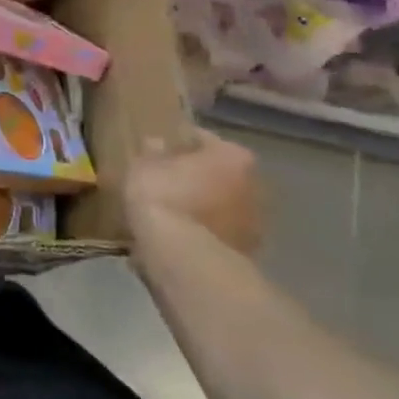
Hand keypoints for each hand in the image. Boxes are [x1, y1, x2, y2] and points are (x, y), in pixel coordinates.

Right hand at [123, 130, 263, 257]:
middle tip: (165, 183)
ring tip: (170, 215)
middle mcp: (254, 185)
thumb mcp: (144, 167)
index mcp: (233, 155)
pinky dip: (202, 234)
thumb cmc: (165, 199)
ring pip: (221, 207)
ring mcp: (255, 223)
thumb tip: (157, 143)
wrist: (185, 258)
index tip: (158, 152)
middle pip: (218, 174)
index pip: (202, 139)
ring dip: (202, 209)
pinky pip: (217, 235)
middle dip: (196, 178)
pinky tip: (177, 239)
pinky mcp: (247, 254)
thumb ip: (151, 152)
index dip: (177, 144)